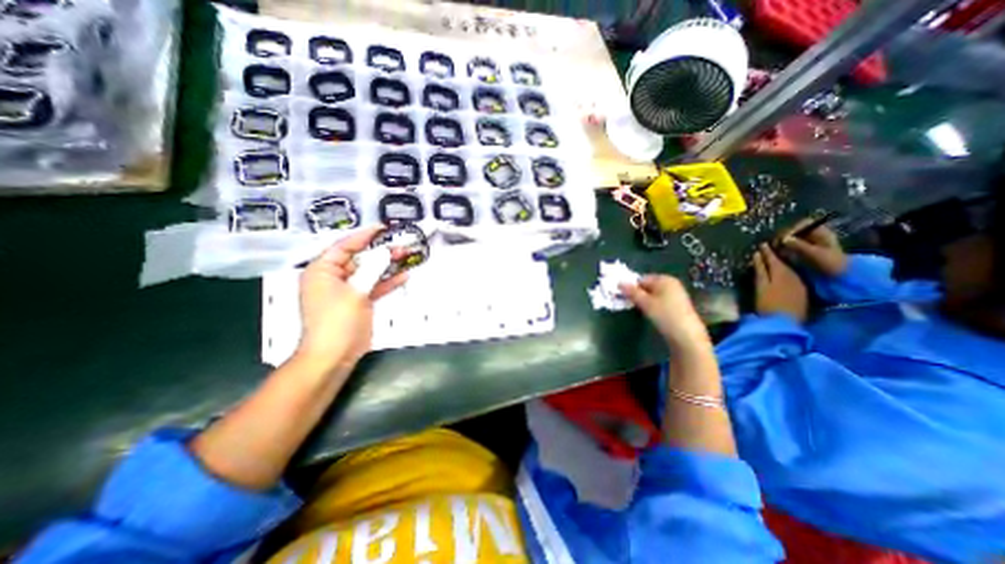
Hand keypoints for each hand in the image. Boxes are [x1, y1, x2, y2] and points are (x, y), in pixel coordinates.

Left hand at [295, 226, 404, 371]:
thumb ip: (372, 270)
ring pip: (369, 272)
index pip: (343, 246)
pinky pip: (374, 287)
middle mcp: (333, 277)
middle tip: (401, 245)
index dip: (363, 236)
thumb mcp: (355, 293)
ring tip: (406, 256)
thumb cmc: (337, 322)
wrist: (334, 356)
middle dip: (380, 252)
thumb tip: (386, 253)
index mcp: (322, 271)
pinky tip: (404, 276)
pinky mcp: (358, 302)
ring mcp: (347, 290)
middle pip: (359, 259)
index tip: (382, 229)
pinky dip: (387, 282)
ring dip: (386, 266)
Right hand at [622, 272, 714, 348]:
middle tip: (630, 304)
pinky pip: (660, 301)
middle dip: (638, 294)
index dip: (631, 287)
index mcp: (664, 279)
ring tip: (641, 311)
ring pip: (653, 295)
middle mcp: (671, 283)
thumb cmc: (665, 315)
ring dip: (644, 301)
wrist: (687, 336)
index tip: (624, 297)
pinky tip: (651, 315)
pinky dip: (653, 306)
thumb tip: (619, 283)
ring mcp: (676, 294)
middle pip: (647, 286)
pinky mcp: (677, 305)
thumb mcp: (645, 303)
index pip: (641, 279)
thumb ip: (632, 292)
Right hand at [753, 242, 806, 321]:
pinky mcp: (801, 292)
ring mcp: (799, 284)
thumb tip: (757, 256)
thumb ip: (760, 271)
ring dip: (781, 264)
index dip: (767, 252)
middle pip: (783, 263)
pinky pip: (793, 277)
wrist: (785, 324)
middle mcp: (793, 276)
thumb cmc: (768, 305)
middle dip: (775, 256)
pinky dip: (786, 272)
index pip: (773, 259)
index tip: (761, 244)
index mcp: (781, 273)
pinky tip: (781, 274)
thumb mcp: (761, 287)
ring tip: (772, 260)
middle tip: (767, 249)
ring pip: (789, 269)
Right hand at [780, 217, 841, 274]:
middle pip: (795, 231)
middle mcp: (814, 236)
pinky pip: (789, 247)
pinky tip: (778, 255)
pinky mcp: (802, 252)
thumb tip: (783, 238)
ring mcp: (808, 244)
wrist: (839, 277)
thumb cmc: (831, 264)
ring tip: (775, 251)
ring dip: (781, 244)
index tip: (784, 237)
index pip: (805, 223)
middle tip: (775, 245)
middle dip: (784, 237)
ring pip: (790, 239)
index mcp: (822, 233)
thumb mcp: (815, 254)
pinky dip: (782, 250)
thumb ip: (799, 245)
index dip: (793, 228)